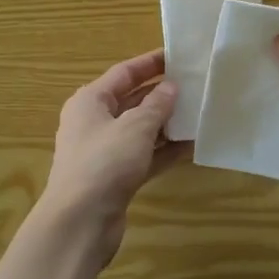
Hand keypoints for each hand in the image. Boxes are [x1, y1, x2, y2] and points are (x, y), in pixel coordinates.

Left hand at [38, 48, 186, 258]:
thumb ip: (156, 105)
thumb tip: (171, 88)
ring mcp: (104, 152)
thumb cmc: (104, 163)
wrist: (80, 222)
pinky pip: (144, 155)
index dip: (150, 63)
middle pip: (131, 100)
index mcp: (90, 101)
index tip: (178, 55)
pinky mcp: (116, 177)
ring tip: (199, 112)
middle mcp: (94, 122)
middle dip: (161, 94)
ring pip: (140, 130)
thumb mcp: (135, 127)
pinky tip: (191, 145)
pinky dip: (164, 150)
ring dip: (166, 123)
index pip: (123, 73)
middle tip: (195, 85)